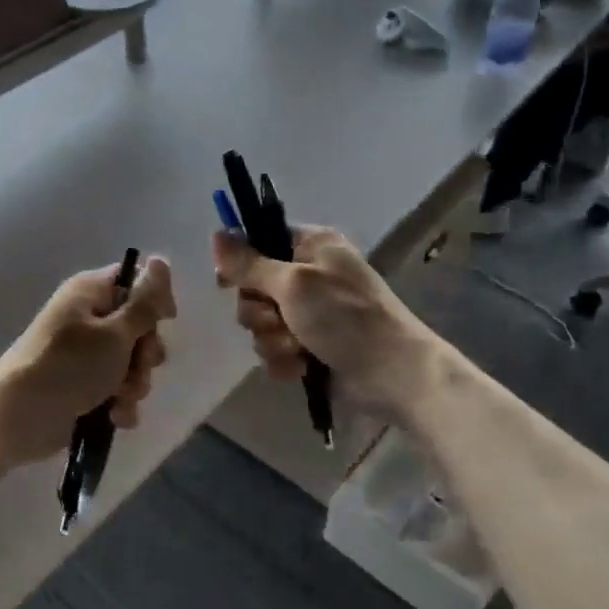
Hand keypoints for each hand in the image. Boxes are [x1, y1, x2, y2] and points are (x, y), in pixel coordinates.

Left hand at [0, 257, 176, 465]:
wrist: (17, 418)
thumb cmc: (68, 367)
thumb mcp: (115, 333)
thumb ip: (144, 302)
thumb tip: (161, 260)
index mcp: (90, 293)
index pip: (135, 281)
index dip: (154, 300)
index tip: (165, 320)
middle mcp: (88, 318)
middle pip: (138, 326)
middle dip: (146, 353)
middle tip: (138, 366)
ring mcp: (86, 354)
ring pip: (131, 362)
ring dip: (134, 383)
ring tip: (120, 397)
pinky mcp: (84, 386)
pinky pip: (117, 389)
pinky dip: (120, 403)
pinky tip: (115, 416)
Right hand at [212, 227, 443, 422]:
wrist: (392, 374)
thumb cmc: (345, 317)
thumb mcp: (294, 283)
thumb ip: (249, 263)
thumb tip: (216, 234)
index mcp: (311, 247)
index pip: (260, 240)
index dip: (241, 261)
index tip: (227, 281)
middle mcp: (308, 276)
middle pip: (253, 288)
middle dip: (260, 312)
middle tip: (280, 320)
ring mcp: (309, 314)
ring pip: (261, 323)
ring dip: (273, 340)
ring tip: (299, 348)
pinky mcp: (309, 346)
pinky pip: (274, 349)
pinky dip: (284, 360)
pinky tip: (301, 366)